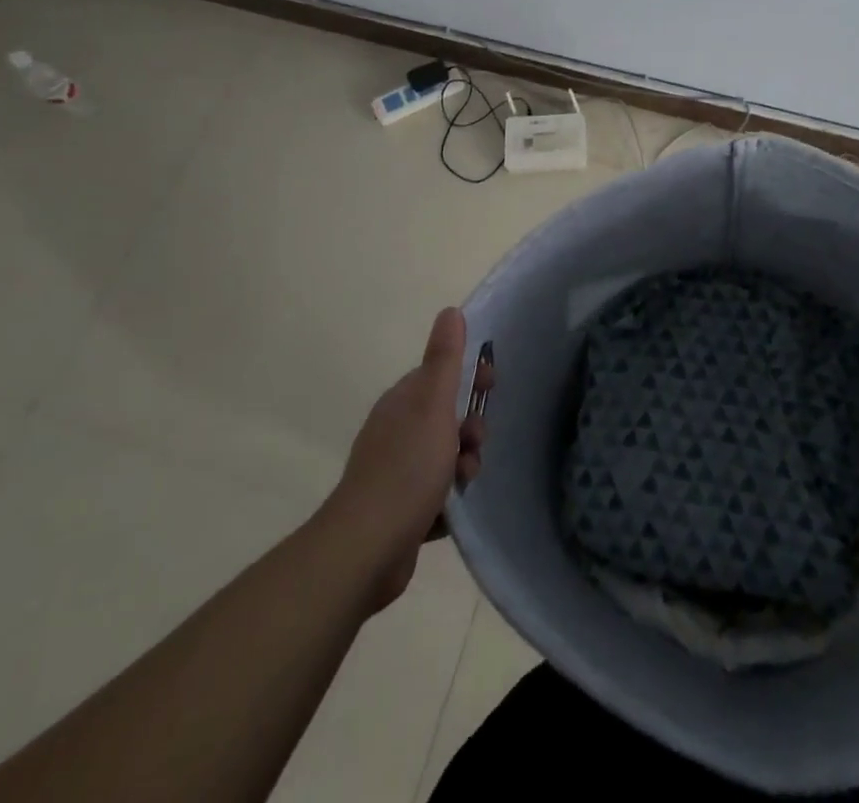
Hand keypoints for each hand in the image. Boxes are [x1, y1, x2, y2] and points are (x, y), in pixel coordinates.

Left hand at [327, 307, 489, 611]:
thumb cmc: (407, 468)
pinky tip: (450, 511)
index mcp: (402, 402)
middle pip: (446, 418)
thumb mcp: (433, 405)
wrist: (366, 549)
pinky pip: (435, 494)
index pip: (441, 375)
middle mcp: (395, 432)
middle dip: (469, 429)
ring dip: (462, 467)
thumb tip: (450, 310)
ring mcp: (394, 473)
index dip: (469, 377)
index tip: (491, 386)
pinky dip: (447, 499)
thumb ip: (444, 359)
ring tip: (463, 482)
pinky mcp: (398, 511)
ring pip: (445, 458)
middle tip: (475, 443)